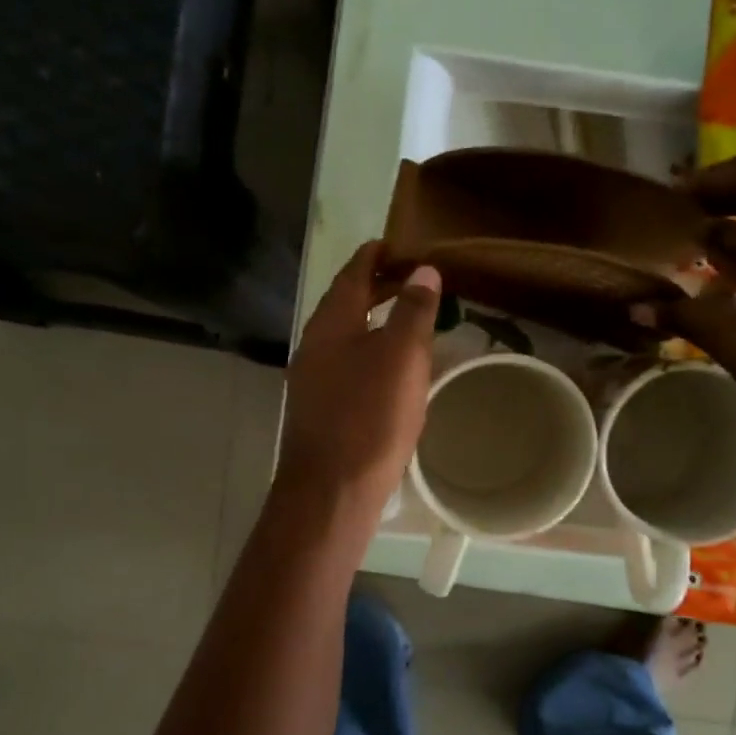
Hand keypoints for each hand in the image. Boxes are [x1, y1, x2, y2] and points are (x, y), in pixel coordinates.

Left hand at [278, 241, 441, 514]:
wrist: (331, 490)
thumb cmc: (369, 417)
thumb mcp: (401, 356)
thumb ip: (413, 311)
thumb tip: (423, 271)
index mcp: (331, 322)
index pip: (353, 272)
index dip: (377, 254)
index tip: (402, 244)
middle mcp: (314, 344)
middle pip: (346, 303)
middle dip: (378, 287)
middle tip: (414, 280)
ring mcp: (312, 379)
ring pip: (346, 336)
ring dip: (375, 322)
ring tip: (409, 322)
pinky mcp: (319, 409)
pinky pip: (346, 366)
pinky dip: (370, 353)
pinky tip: (390, 371)